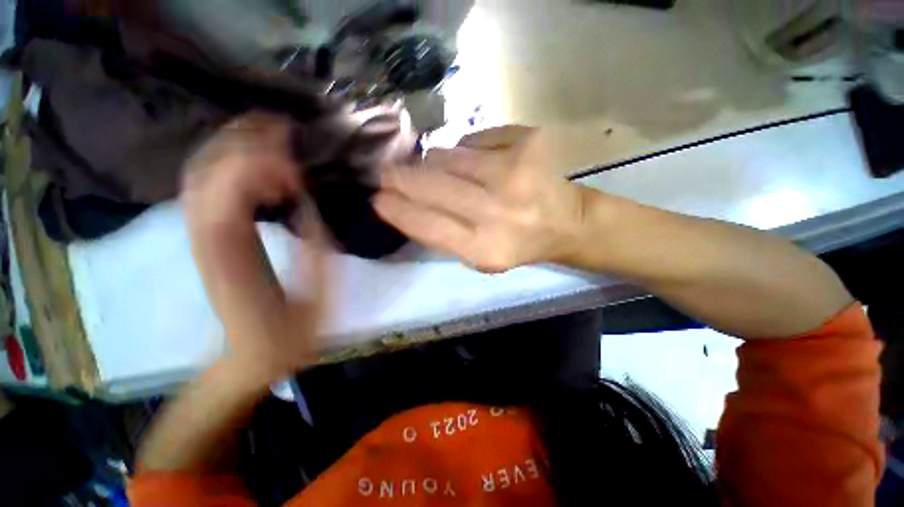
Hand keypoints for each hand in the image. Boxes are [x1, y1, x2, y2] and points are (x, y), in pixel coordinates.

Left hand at [182, 113, 326, 383]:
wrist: (248, 358)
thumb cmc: (287, 335)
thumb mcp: (317, 297)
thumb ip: (316, 249)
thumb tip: (310, 204)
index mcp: (236, 258)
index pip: (231, 194)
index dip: (260, 167)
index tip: (297, 165)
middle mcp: (207, 240)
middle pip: (207, 172)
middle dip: (243, 140)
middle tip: (283, 128)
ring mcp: (200, 237)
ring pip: (199, 174)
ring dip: (232, 145)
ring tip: (270, 133)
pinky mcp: (205, 238)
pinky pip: (204, 188)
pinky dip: (226, 164)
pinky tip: (255, 161)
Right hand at [374, 126, 586, 272]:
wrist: (567, 223)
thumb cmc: (518, 244)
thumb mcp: (479, 258)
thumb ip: (444, 236)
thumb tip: (406, 203)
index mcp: (487, 249)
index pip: (428, 226)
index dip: (398, 210)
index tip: (377, 198)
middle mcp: (499, 211)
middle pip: (433, 185)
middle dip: (402, 177)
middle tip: (388, 172)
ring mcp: (514, 172)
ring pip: (448, 156)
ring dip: (434, 163)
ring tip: (436, 170)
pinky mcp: (527, 142)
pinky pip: (473, 139)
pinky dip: (465, 149)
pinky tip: (476, 162)